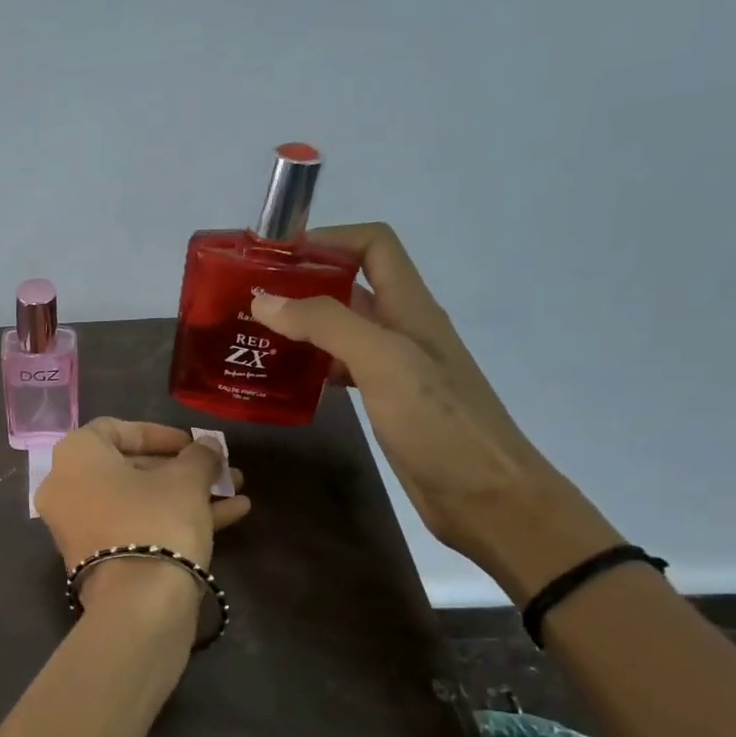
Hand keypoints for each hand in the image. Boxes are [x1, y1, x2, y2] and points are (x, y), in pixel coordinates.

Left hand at [34, 419, 249, 595]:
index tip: (193, 443)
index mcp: (76, 456)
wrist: (139, 603)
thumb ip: (199, 455)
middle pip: (130, 468)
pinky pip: (135, 527)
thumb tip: (207, 446)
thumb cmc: (157, 520)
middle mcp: (67, 488)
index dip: (159, 433)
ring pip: (138, 501)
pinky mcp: (97, 559)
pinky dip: (174, 519)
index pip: (116, 429)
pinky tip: (230, 516)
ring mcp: (79, 527)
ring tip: (236, 491)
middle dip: (182, 469)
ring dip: (187, 494)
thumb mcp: (187, 479)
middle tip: (220, 470)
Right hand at [250, 223, 617, 598]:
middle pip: (350, 286)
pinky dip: (309, 365)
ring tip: (252, 337)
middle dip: (301, 284)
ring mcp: (393, 368)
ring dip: (300, 326)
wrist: (486, 498)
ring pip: (340, 330)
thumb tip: (264, 300)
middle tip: (248, 300)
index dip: (328, 238)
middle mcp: (401, 329)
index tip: (274, 257)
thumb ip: (325, 324)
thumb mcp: (383, 362)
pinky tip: (281, 380)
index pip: (373, 245)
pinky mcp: (384, 401)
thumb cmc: (439, 423)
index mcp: (410, 307)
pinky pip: (339, 369)